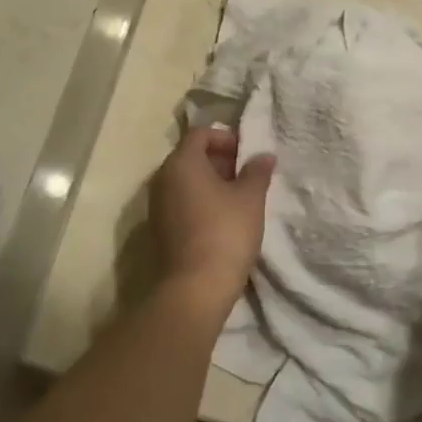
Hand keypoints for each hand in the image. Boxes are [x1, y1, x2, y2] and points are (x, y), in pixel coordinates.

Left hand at [149, 125, 274, 308]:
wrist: (195, 287)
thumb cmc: (225, 232)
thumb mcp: (250, 198)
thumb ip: (257, 172)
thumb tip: (263, 156)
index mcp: (181, 163)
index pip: (201, 134)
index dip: (226, 138)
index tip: (248, 153)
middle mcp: (162, 179)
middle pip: (191, 156)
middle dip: (220, 160)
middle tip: (248, 175)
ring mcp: (157, 205)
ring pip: (186, 181)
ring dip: (212, 183)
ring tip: (239, 199)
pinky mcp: (160, 229)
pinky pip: (181, 202)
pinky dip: (201, 202)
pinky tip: (224, 219)